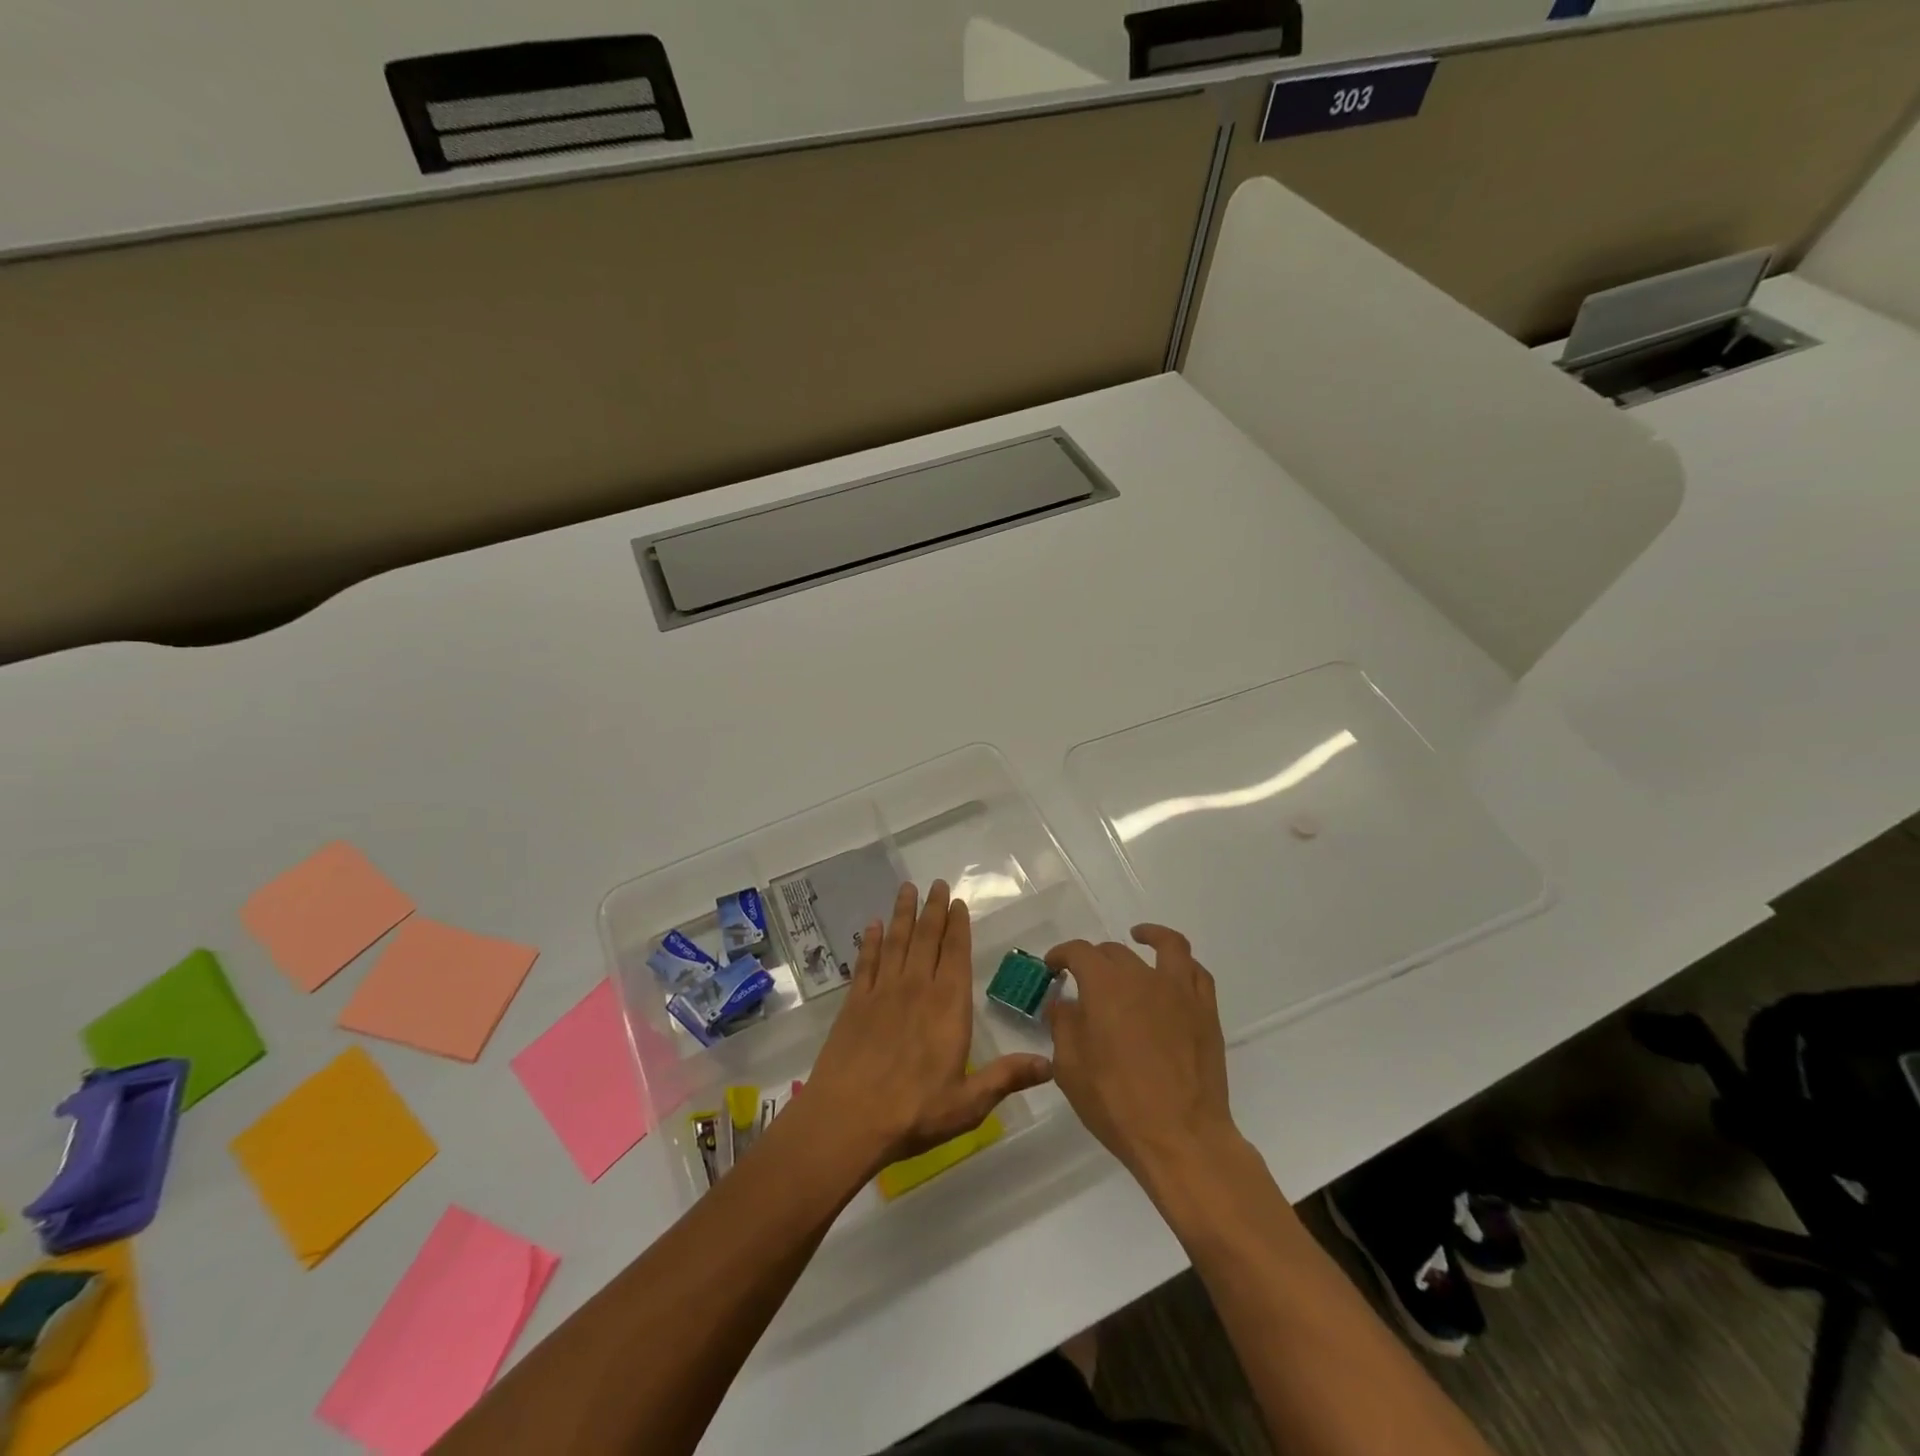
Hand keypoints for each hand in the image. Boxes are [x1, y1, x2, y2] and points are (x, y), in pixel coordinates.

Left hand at [801, 880, 1053, 1175]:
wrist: (846, 1120)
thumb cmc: (913, 1113)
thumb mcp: (969, 1103)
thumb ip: (1007, 1078)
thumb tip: (1051, 1063)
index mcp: (948, 1007)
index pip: (956, 954)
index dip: (958, 926)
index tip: (958, 902)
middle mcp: (916, 988)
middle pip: (926, 938)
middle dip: (933, 909)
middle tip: (936, 883)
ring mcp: (882, 993)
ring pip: (896, 942)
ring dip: (902, 914)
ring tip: (907, 889)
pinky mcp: (854, 1004)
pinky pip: (865, 963)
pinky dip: (869, 942)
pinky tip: (871, 926)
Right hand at [1045, 926, 1240, 1191]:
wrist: (1181, 1137)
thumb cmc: (1116, 1104)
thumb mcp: (1070, 1068)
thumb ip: (1063, 1026)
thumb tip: (1064, 1004)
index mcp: (1104, 985)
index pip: (1079, 952)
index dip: (1062, 954)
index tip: (1053, 966)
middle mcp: (1142, 976)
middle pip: (1115, 951)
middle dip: (1095, 959)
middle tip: (1085, 978)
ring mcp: (1179, 991)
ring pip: (1167, 946)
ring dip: (1150, 936)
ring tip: (1140, 936)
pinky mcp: (1205, 1012)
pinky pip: (1197, 973)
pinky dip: (1183, 965)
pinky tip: (1173, 973)